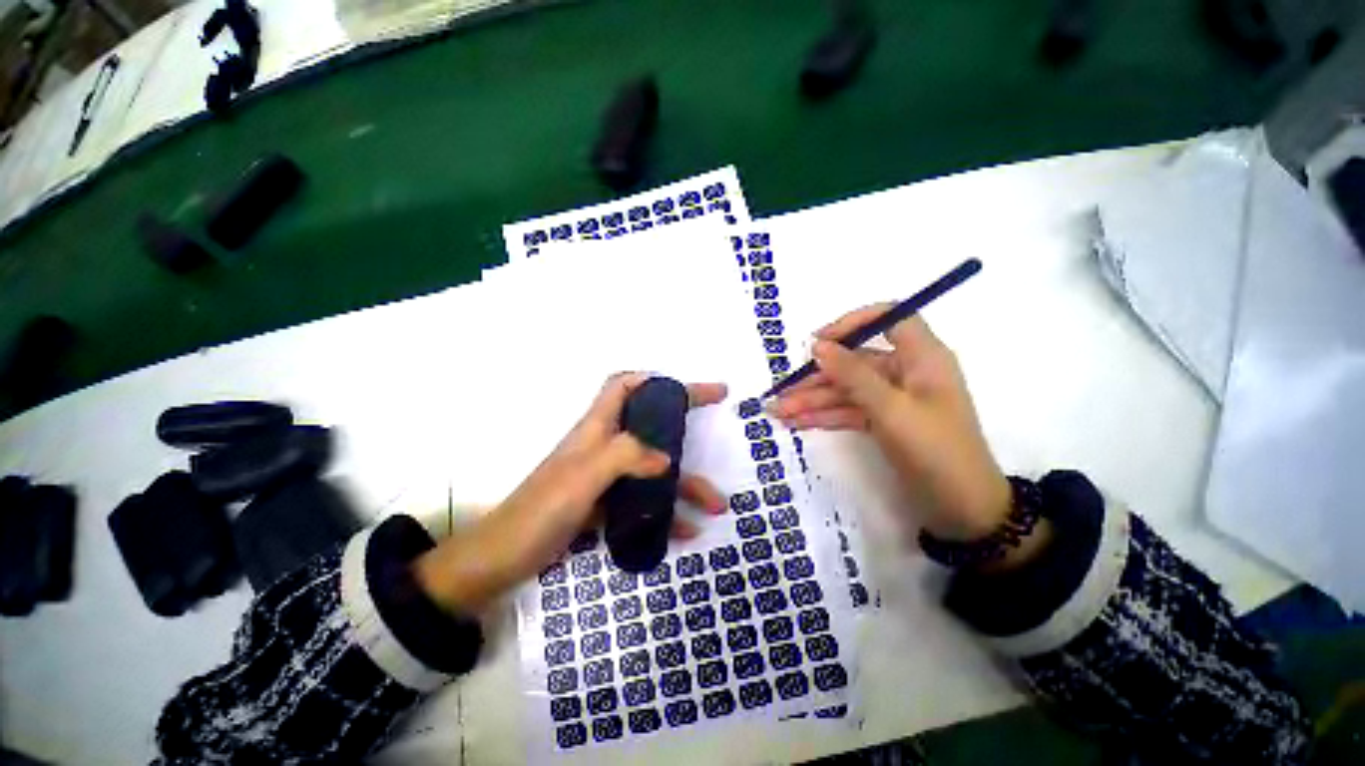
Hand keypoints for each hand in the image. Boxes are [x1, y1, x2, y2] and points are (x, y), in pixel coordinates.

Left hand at [416, 373, 727, 612]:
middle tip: (718, 423)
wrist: (503, 559)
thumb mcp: (584, 475)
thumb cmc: (541, 509)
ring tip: (717, 505)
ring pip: (654, 470)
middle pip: (650, 425)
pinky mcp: (605, 505)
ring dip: (686, 484)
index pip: (624, 385)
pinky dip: (667, 513)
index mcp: (596, 428)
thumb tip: (667, 458)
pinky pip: (644, 502)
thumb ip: (626, 456)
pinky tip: (687, 531)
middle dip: (685, 424)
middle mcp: (604, 446)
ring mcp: (606, 477)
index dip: (655, 379)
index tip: (687, 387)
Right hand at [769, 306, 1011, 543]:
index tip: (819, 341)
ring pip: (847, 390)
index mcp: (921, 358)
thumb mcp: (891, 410)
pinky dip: (825, 416)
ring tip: (778, 413)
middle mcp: (906, 372)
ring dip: (813, 401)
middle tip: (782, 393)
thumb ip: (853, 375)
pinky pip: (849, 411)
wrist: (963, 511)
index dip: (854, 322)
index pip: (889, 318)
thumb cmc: (935, 451)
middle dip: (817, 379)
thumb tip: (818, 345)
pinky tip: (797, 423)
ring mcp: (893, 399)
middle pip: (855, 363)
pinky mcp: (884, 421)